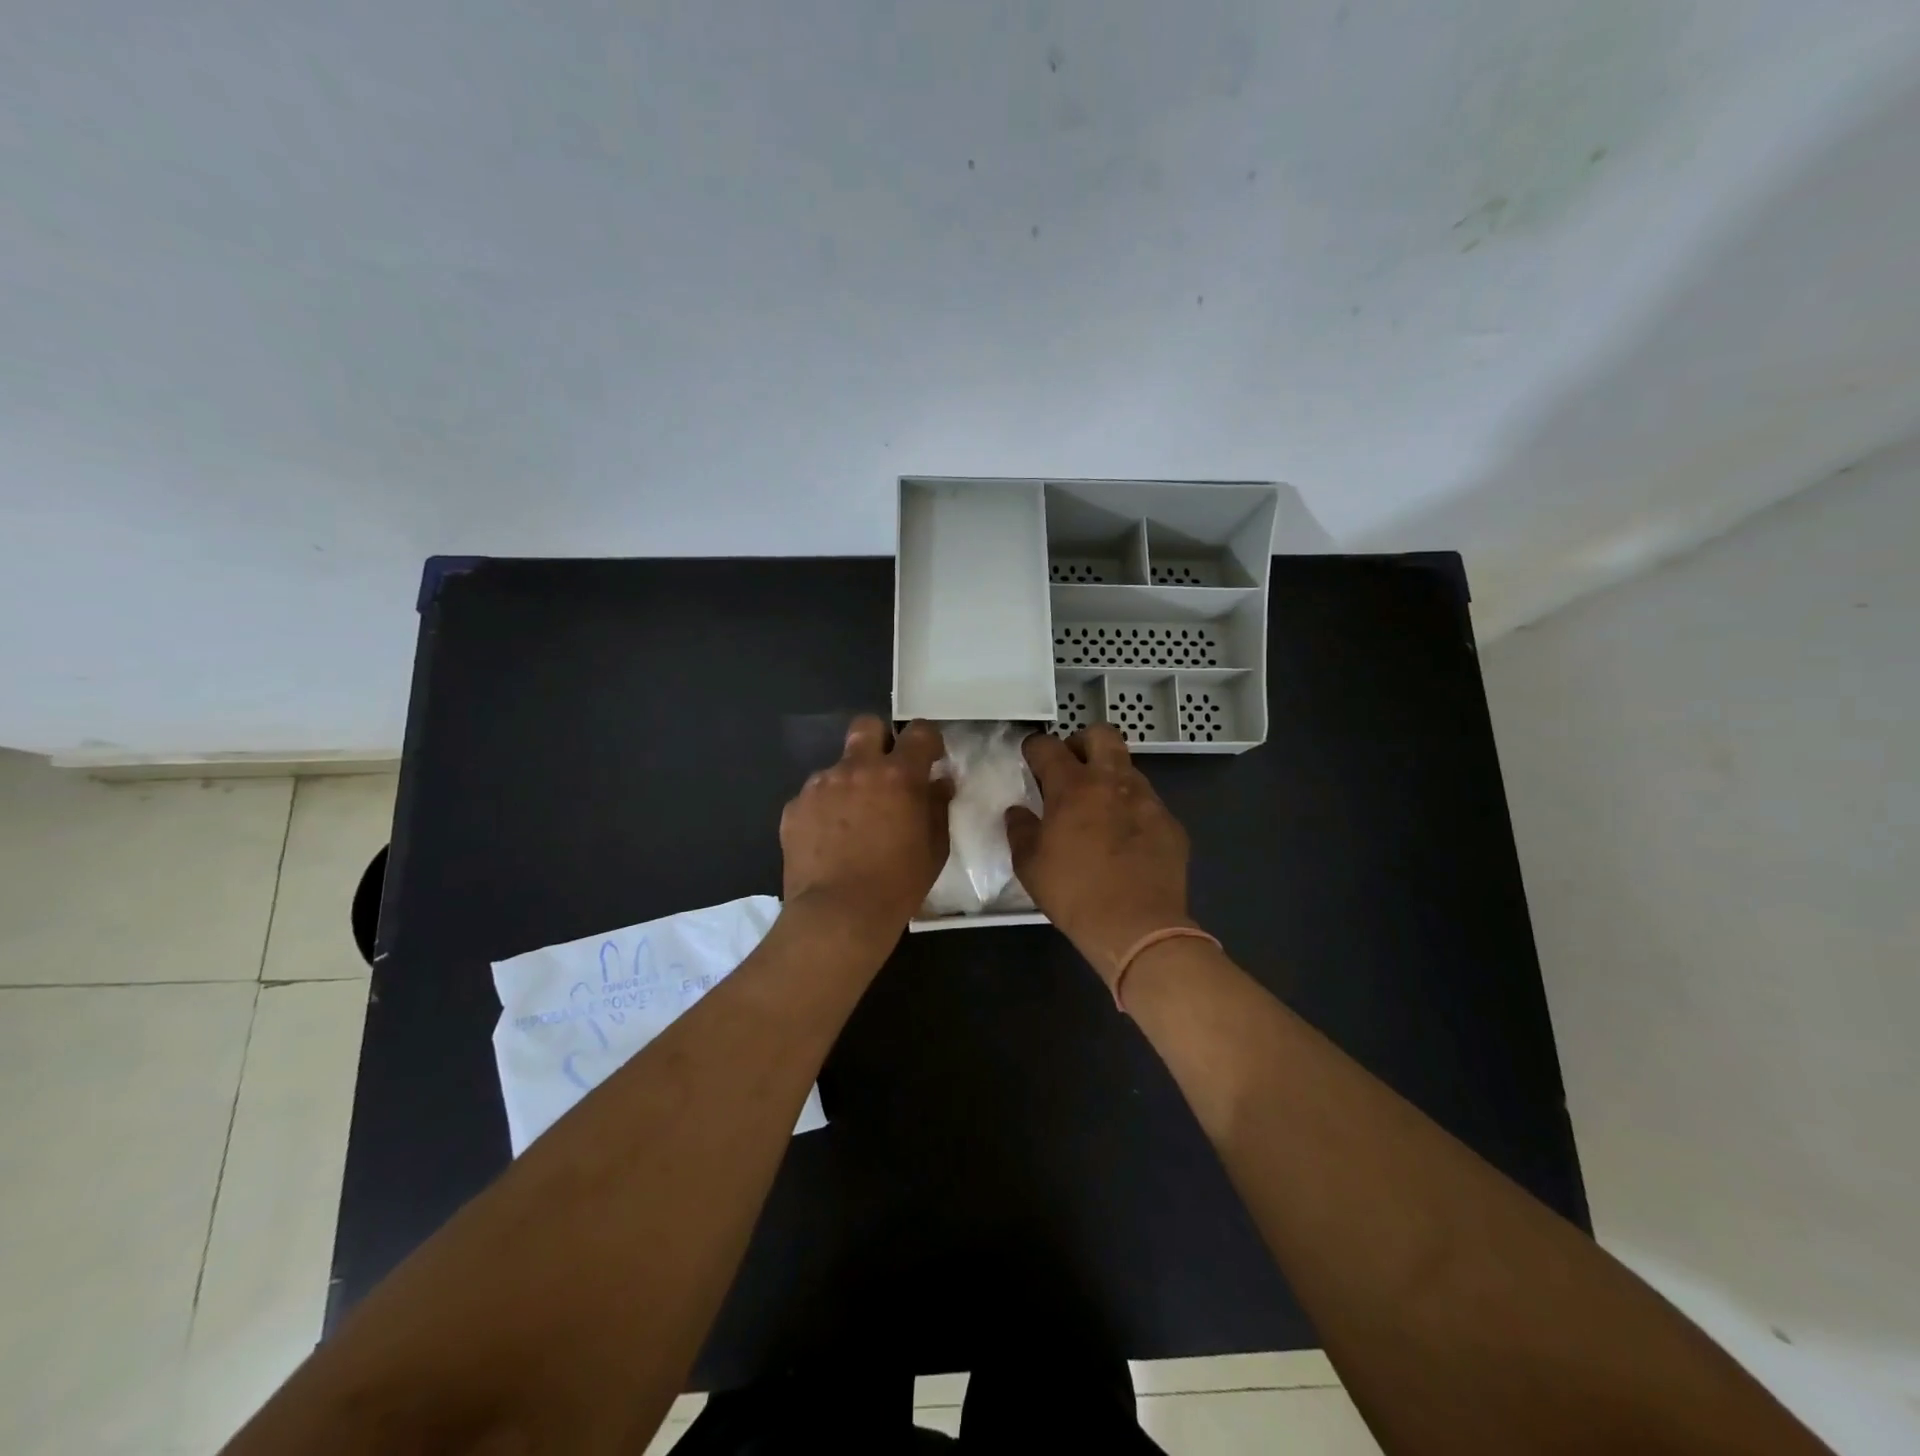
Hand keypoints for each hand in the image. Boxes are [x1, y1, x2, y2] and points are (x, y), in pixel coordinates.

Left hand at [780, 716, 951, 939]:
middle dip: (879, 739)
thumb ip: (937, 806)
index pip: (918, 731)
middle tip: (885, 771)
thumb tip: (938, 782)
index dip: (926, 740)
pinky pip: (814, 796)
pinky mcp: (794, 807)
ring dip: (849, 782)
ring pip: (837, 766)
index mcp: (898, 776)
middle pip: (866, 725)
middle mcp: (857, 768)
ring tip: (852, 822)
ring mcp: (820, 785)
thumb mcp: (934, 848)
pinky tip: (828, 841)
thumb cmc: (898, 884)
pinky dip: (824, 810)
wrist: (838, 915)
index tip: (929, 757)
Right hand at [1005, 725, 1195, 988]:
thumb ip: (1020, 830)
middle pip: (1101, 735)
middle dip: (1082, 742)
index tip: (1030, 756)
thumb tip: (1018, 812)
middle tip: (1071, 768)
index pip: (1048, 747)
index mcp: (1073, 787)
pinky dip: (1132, 811)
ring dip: (1109, 778)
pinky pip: (1148, 803)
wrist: (1138, 927)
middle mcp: (1113, 782)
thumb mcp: (1030, 865)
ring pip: (1128, 768)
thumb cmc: (1074, 894)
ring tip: (1098, 809)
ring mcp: (1148, 800)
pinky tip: (1125, 840)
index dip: (1035, 747)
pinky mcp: (1171, 824)